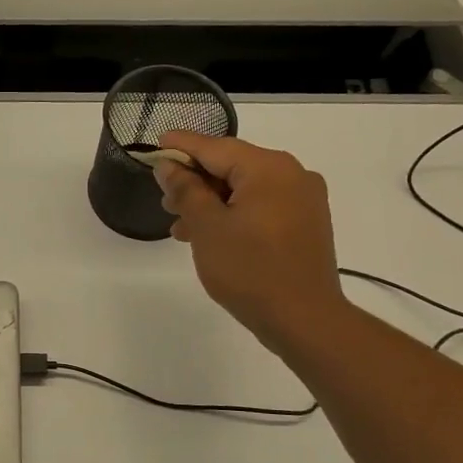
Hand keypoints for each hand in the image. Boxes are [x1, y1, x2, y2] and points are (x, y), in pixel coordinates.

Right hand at [154, 133, 349, 359]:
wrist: (304, 319)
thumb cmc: (249, 269)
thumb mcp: (207, 226)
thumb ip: (185, 190)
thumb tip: (170, 166)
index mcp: (268, 168)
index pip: (215, 147)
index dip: (182, 146)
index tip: (156, 144)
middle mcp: (292, 174)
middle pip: (232, 166)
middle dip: (195, 182)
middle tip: (164, 200)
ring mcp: (303, 200)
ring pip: (246, 189)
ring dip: (211, 203)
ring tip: (181, 226)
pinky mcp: (306, 224)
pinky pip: (262, 207)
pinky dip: (234, 215)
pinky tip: (210, 236)